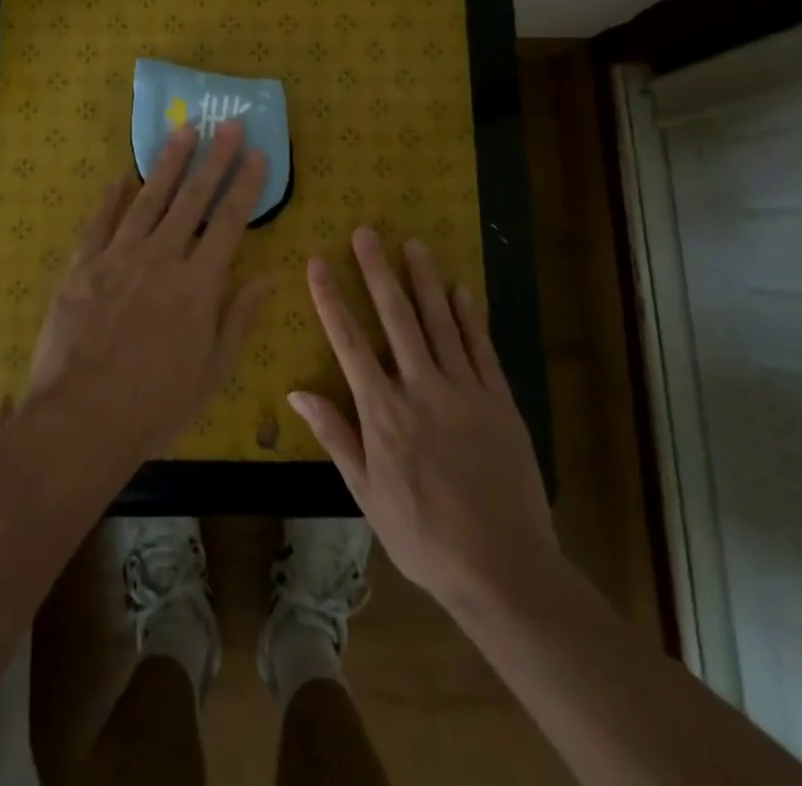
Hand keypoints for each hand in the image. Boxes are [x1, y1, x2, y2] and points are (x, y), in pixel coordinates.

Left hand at [29, 120, 270, 462]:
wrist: (80, 420)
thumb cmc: (154, 404)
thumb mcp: (212, 372)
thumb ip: (239, 319)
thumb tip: (267, 276)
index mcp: (198, 285)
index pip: (230, 222)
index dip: (246, 185)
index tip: (258, 154)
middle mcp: (161, 259)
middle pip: (193, 198)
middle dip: (214, 158)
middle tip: (227, 124)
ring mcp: (118, 257)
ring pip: (149, 199)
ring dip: (168, 163)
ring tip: (184, 132)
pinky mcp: (82, 266)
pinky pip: (101, 222)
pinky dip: (112, 197)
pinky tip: (122, 176)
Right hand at [290, 228, 557, 612]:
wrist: (504, 569)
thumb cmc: (424, 537)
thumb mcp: (367, 495)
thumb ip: (336, 437)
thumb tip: (297, 393)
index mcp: (383, 413)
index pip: (349, 343)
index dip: (331, 299)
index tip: (318, 263)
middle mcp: (421, 389)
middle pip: (396, 318)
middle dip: (377, 271)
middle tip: (366, 232)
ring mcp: (464, 391)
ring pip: (440, 322)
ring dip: (425, 280)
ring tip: (413, 243)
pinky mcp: (499, 401)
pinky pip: (482, 348)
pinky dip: (471, 316)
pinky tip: (462, 289)